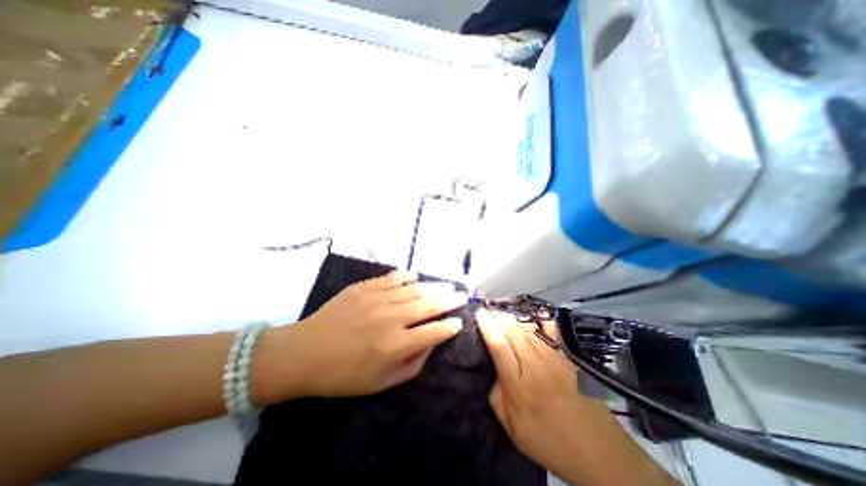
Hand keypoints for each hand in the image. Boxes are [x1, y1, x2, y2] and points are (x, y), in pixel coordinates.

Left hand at [254, 271, 466, 402]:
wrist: (303, 353)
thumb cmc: (343, 375)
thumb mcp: (381, 383)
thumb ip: (412, 364)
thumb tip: (430, 343)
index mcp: (395, 345)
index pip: (433, 331)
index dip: (449, 327)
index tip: (459, 322)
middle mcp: (390, 318)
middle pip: (428, 304)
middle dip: (449, 300)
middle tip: (461, 295)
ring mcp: (376, 298)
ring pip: (414, 289)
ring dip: (433, 287)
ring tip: (446, 285)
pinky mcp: (364, 287)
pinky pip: (391, 278)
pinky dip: (406, 276)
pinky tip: (415, 276)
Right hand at [477, 307, 679, 485]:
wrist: (599, 453)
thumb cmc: (550, 442)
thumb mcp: (513, 429)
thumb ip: (496, 397)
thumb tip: (493, 370)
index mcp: (519, 387)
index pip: (499, 346)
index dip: (487, 326)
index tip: (479, 313)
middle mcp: (537, 368)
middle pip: (514, 332)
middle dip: (498, 315)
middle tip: (489, 306)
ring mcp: (556, 361)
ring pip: (530, 328)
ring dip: (515, 316)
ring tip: (504, 310)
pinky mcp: (570, 358)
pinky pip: (552, 331)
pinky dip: (539, 320)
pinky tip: (531, 315)